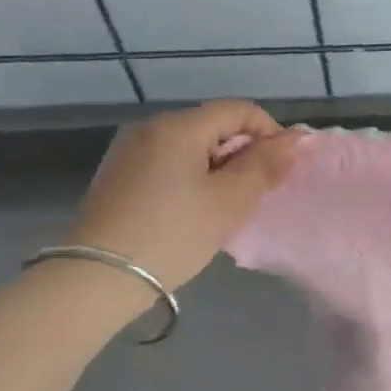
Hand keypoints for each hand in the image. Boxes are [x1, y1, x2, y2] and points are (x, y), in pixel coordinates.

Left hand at [64, 100, 302, 290]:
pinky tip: (194, 211)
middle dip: (243, 153)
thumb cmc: (172, 235)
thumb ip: (266, 165)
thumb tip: (295, 139)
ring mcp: (129, 151)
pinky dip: (193, 177)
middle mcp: (150, 128)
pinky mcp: (118, 175)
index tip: (279, 170)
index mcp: (178, 126)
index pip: (240, 110)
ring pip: (192, 145)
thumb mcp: (230, 201)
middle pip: (214, 125)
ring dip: (219, 167)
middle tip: (254, 193)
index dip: (270, 133)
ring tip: (226, 205)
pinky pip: (169, 162)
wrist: (95, 280)